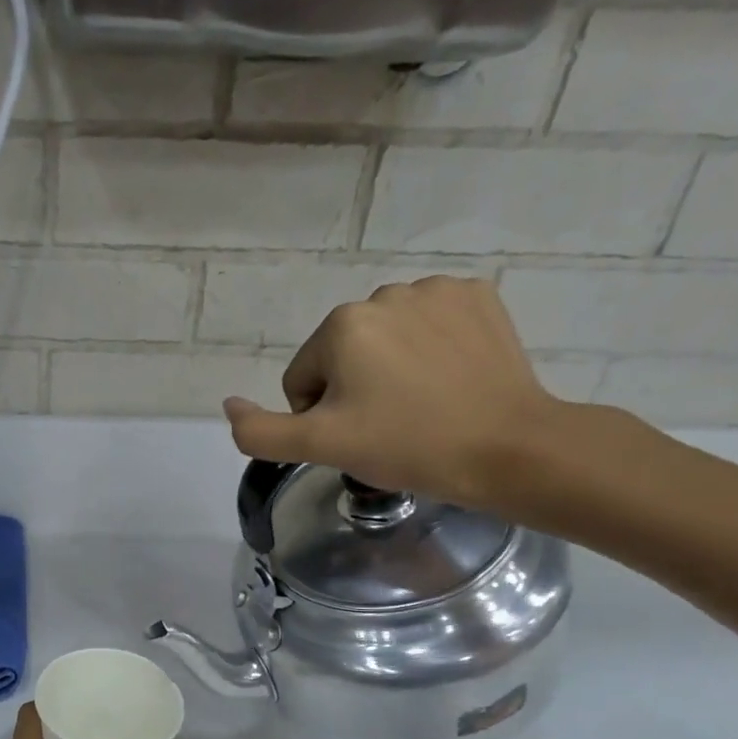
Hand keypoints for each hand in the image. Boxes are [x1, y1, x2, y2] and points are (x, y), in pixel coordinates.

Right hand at [221, 276, 566, 511]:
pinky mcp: (480, 296)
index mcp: (342, 325)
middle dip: (355, 390)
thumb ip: (259, 431)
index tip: (358, 437)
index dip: (320, 417)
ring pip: (386, 339)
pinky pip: (431, 324)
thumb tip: (229, 404)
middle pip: (343, 355)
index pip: (303, 378)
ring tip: (423, 405)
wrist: (508, 448)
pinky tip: (451, 379)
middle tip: (389, 426)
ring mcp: (438, 290)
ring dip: (391, 369)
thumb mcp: (319, 447)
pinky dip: (432, 349)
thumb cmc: (407, 446)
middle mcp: (385, 293)